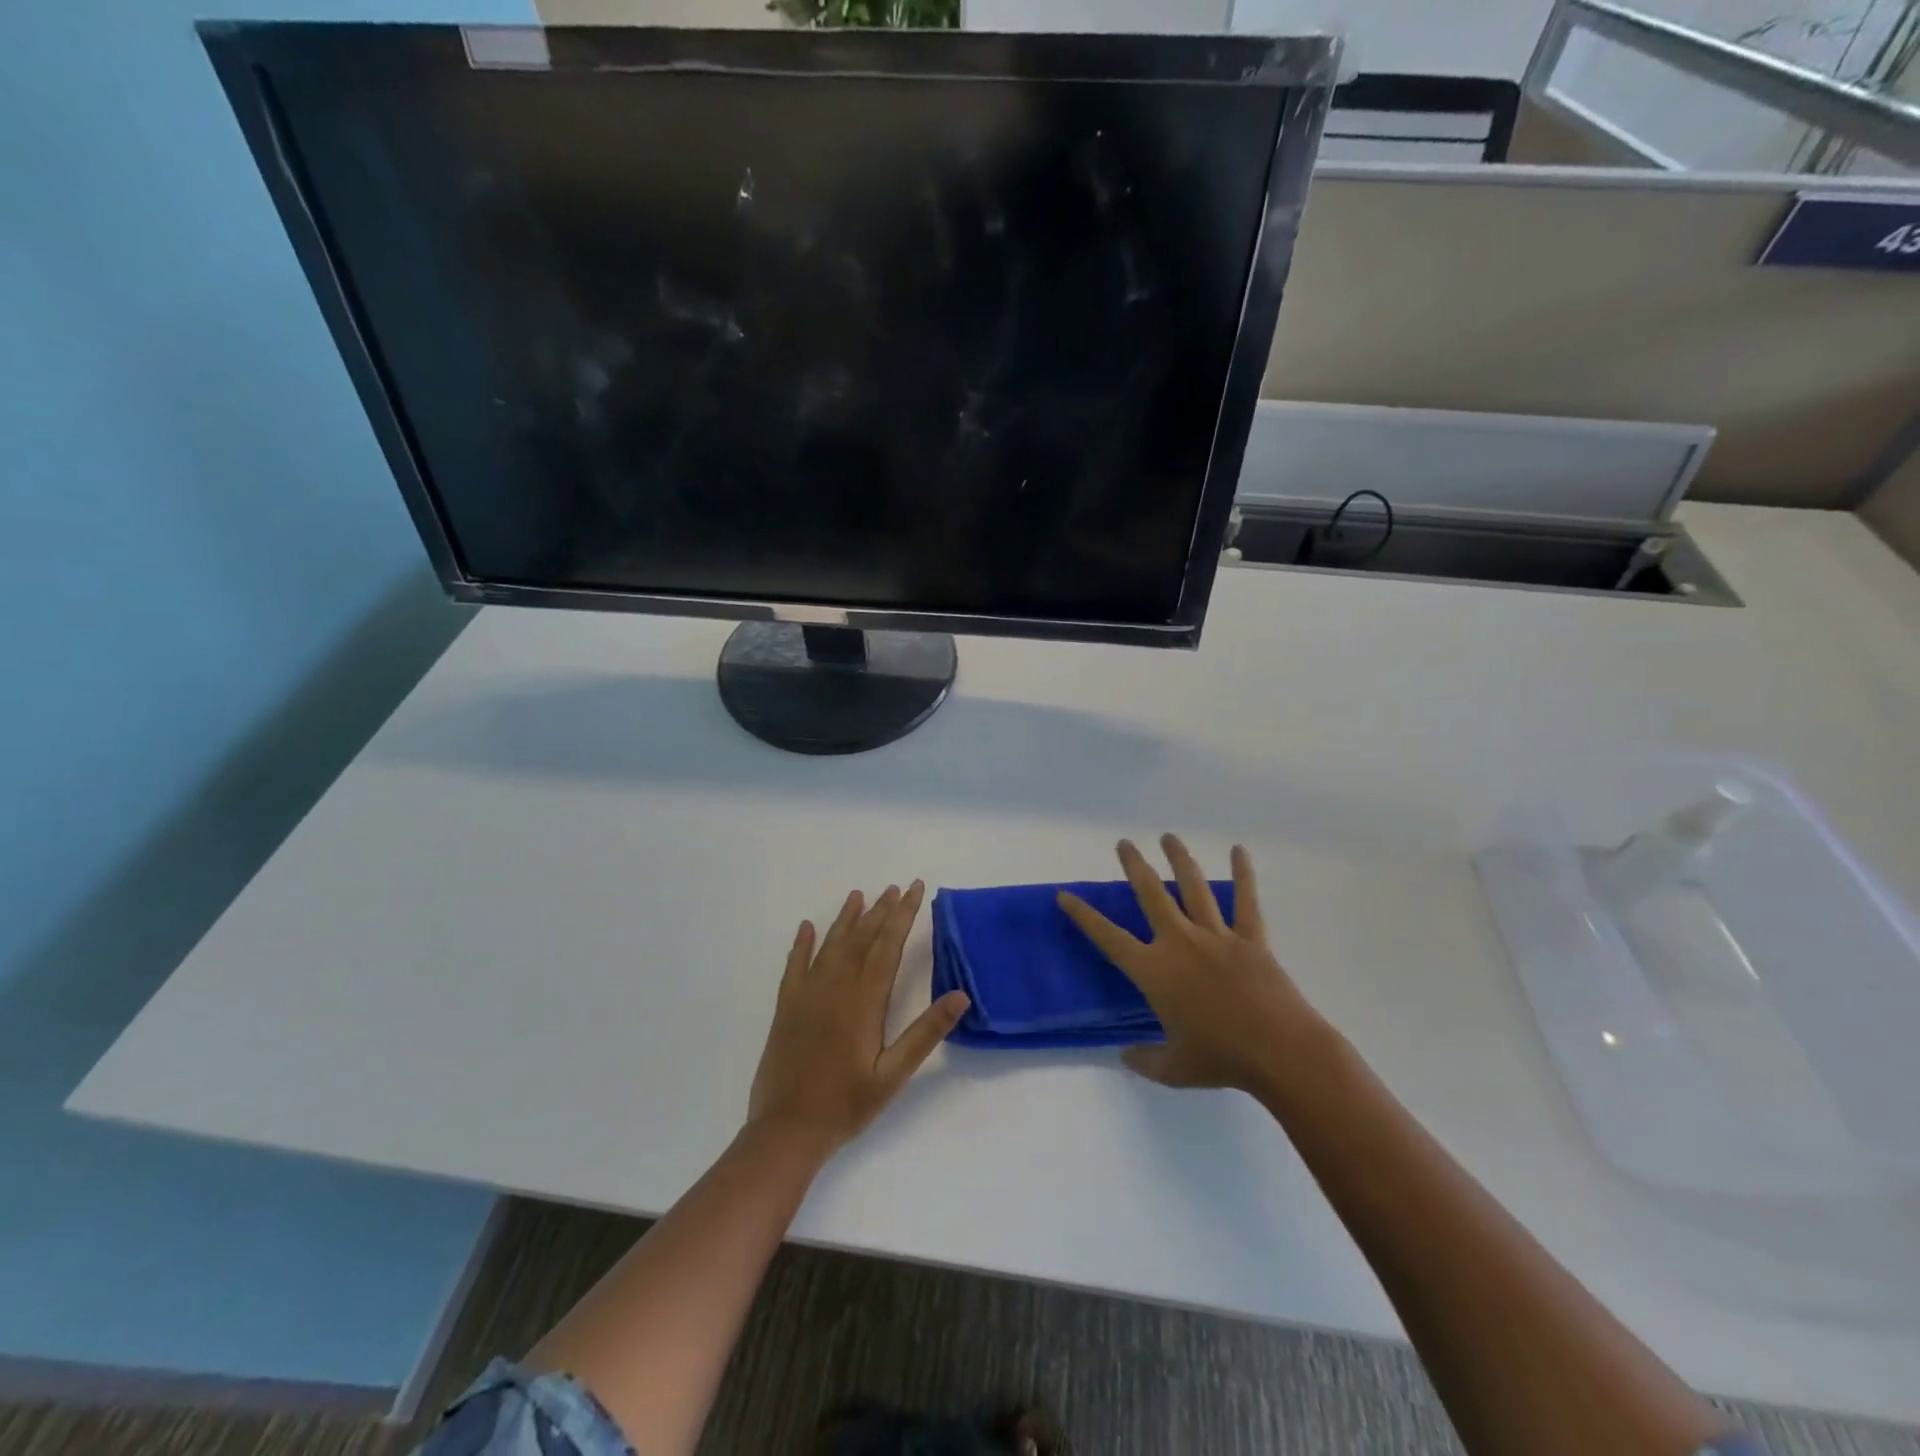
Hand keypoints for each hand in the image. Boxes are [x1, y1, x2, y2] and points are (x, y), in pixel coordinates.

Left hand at [748, 882, 969, 1157]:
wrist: (787, 1130)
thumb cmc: (846, 1104)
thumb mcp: (894, 1074)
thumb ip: (926, 1032)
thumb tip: (961, 995)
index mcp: (863, 1001)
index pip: (888, 945)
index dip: (903, 915)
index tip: (916, 889)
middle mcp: (835, 987)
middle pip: (861, 938)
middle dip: (881, 910)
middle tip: (896, 887)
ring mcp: (807, 995)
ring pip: (830, 946)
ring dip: (846, 919)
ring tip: (859, 895)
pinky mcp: (787, 1008)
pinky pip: (795, 966)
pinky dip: (801, 944)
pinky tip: (806, 928)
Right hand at [1059, 836, 1323, 1094]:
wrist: (1279, 1051)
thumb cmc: (1222, 1060)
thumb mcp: (1175, 1069)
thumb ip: (1146, 1060)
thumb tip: (1125, 1056)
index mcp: (1154, 971)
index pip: (1108, 937)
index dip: (1083, 915)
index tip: (1065, 895)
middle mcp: (1180, 943)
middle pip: (1151, 894)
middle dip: (1135, 866)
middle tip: (1124, 843)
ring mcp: (1216, 936)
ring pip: (1193, 887)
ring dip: (1179, 859)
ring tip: (1168, 837)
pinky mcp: (1250, 939)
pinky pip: (1245, 901)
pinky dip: (1243, 875)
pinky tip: (1238, 851)